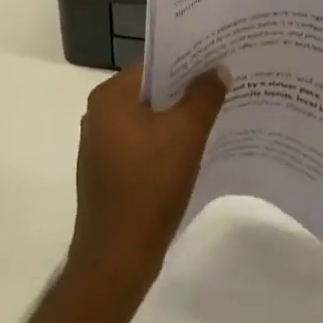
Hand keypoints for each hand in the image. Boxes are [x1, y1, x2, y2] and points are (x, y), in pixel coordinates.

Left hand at [67, 64, 226, 295]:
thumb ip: (204, 96)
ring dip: (179, 119)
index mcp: (110, 98)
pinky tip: (195, 152)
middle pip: (152, 92)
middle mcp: (99, 116)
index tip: (218, 61)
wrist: (116, 262)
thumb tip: (218, 69)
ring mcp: (102, 147)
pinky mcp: (110, 174)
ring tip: (216, 116)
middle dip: (187, 91)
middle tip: (223, 86)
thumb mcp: (186, 135)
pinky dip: (167, 144)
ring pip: (149, 120)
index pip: (154, 65)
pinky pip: (144, 145)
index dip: (188, 62)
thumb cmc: (148, 187)